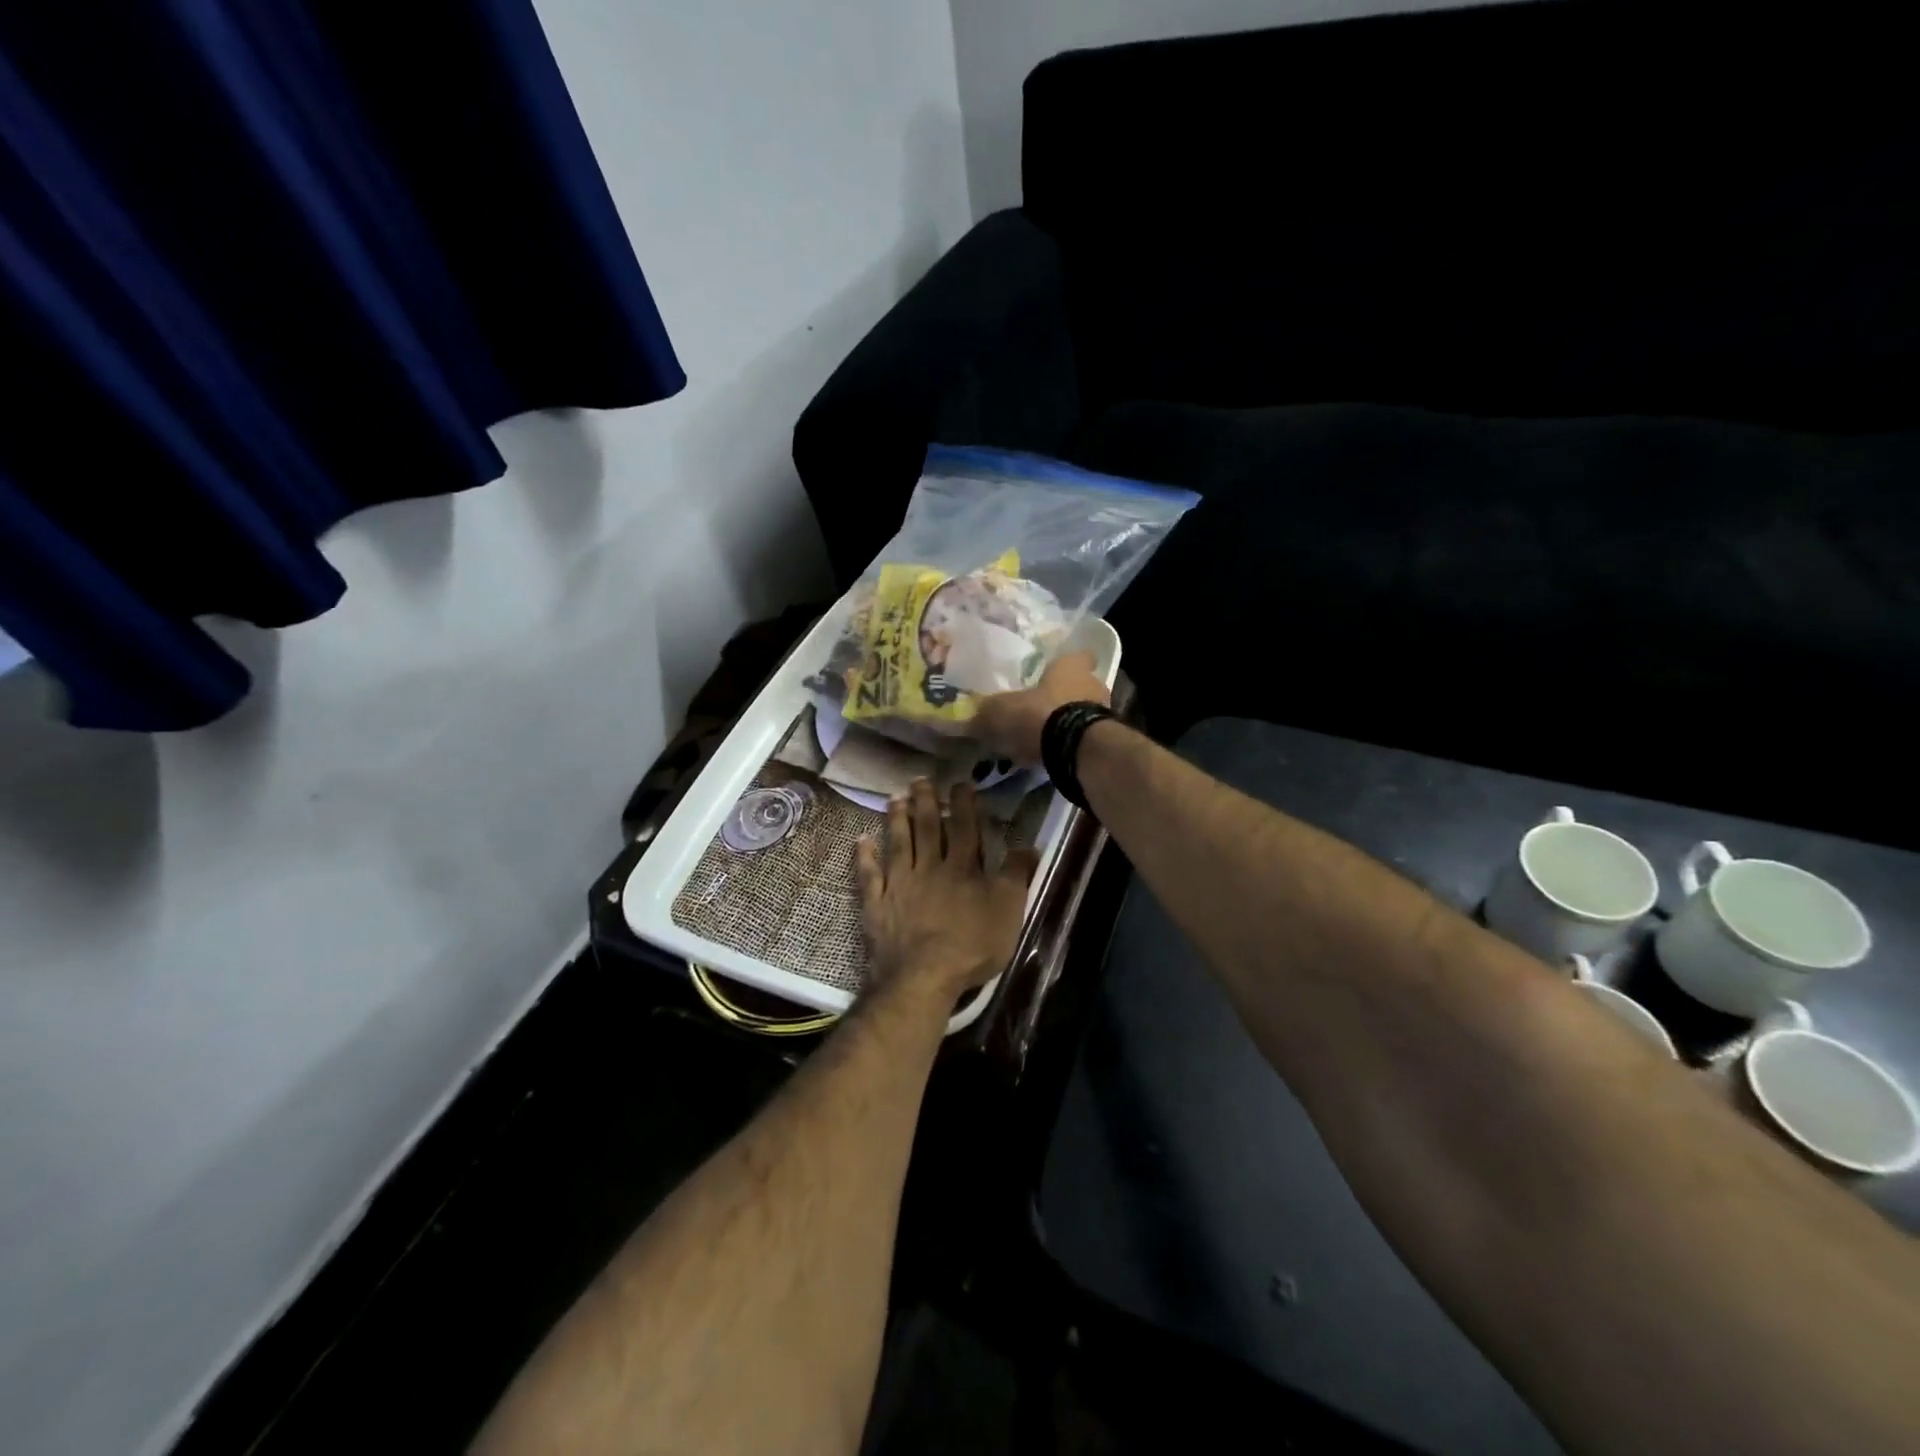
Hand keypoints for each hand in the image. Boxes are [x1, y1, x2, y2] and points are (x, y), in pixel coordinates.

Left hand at [857, 779, 1038, 998]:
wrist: (923, 976)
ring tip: (894, 798)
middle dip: (925, 801)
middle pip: (927, 828)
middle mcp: (929, 867)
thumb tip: (1028, 846)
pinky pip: (869, 874)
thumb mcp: (1008, 910)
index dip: (964, 803)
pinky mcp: (877, 904)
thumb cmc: (972, 944)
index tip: (961, 782)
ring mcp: (899, 884)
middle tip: (920, 779)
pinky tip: (861, 839)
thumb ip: (1016, 876)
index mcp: (962, 868)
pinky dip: (865, 856)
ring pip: (898, 843)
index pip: (964, 827)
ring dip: (897, 819)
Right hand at [971, 651, 1109, 765]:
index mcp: (1071, 666)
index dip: (1065, 663)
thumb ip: (987, 712)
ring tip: (1044, 735)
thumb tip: (968, 717)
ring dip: (1067, 721)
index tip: (1051, 673)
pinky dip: (1070, 743)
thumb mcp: (1001, 710)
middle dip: (1063, 696)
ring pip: (1083, 711)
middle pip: (1080, 685)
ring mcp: (1103, 712)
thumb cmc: (1039, 714)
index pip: (1078, 655)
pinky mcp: (1104, 740)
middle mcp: (1093, 683)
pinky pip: (1083, 737)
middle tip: (1041, 707)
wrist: (1075, 749)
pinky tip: (1051, 754)